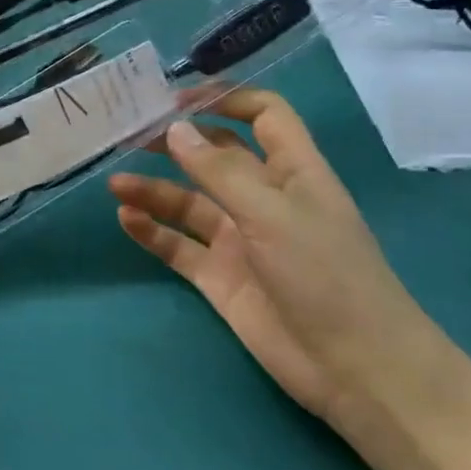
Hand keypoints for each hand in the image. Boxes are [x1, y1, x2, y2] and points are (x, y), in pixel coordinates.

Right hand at [109, 88, 448, 428]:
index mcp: (293, 171)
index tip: (176, 100)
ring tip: (115, 184)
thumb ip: (219, 170)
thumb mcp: (273, 213)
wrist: (355, 369)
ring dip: (154, 190)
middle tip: (128, 134)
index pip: (263, 115)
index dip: (225, 99)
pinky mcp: (219, 277)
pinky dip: (152, 231)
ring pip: (188, 202)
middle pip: (215, 156)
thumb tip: (174, 128)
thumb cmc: (326, 275)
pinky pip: (178, 245)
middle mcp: (263, 198)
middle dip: (176, 142)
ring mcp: (240, 239)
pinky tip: (126, 219)